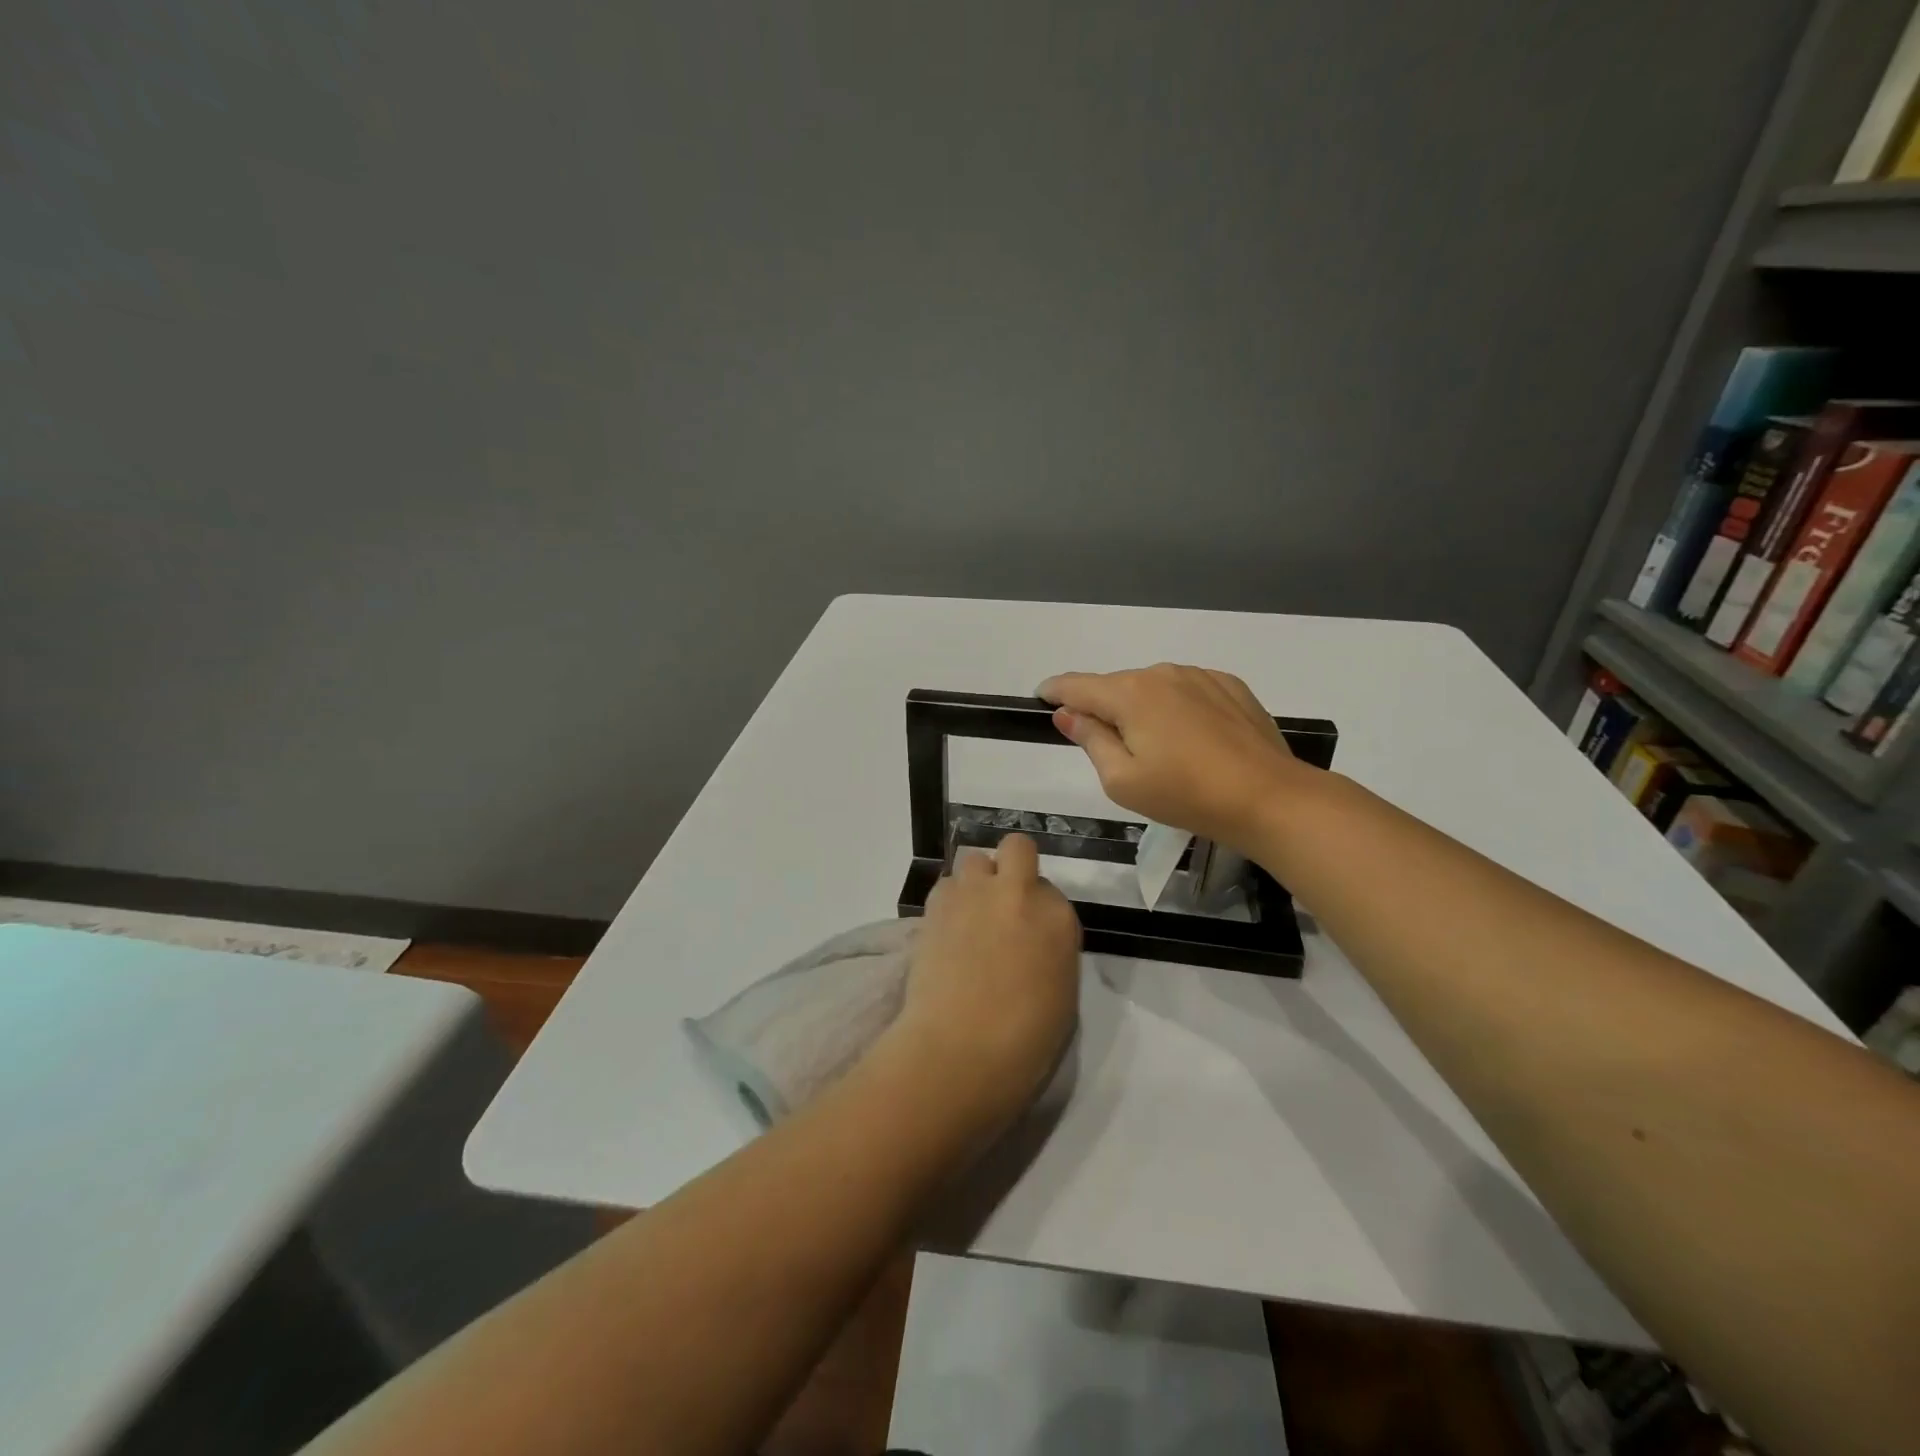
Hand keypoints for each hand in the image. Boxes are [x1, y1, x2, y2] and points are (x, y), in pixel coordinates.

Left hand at [886, 834, 1081, 1133]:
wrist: (960, 1049)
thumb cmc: (1024, 1041)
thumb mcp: (1062, 993)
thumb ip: (1051, 950)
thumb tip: (1031, 940)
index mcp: (1059, 918)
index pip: (1051, 892)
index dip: (1038, 909)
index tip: (1029, 934)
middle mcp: (1018, 893)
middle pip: (1016, 848)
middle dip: (1011, 865)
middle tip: (1002, 902)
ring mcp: (975, 893)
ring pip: (974, 860)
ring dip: (975, 882)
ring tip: (968, 917)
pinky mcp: (936, 904)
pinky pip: (946, 885)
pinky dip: (948, 901)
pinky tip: (946, 931)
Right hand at [1039, 663, 1313, 852]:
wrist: (1268, 797)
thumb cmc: (1186, 795)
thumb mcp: (1122, 780)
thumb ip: (1090, 740)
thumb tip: (1067, 713)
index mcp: (1129, 694)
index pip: (1077, 685)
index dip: (1054, 691)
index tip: (1042, 698)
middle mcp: (1161, 673)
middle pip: (1115, 687)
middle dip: (1103, 708)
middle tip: (1108, 748)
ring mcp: (1199, 676)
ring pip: (1152, 687)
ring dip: (1141, 708)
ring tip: (1156, 748)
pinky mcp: (1230, 686)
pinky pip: (1186, 690)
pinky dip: (1175, 707)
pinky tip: (1190, 737)